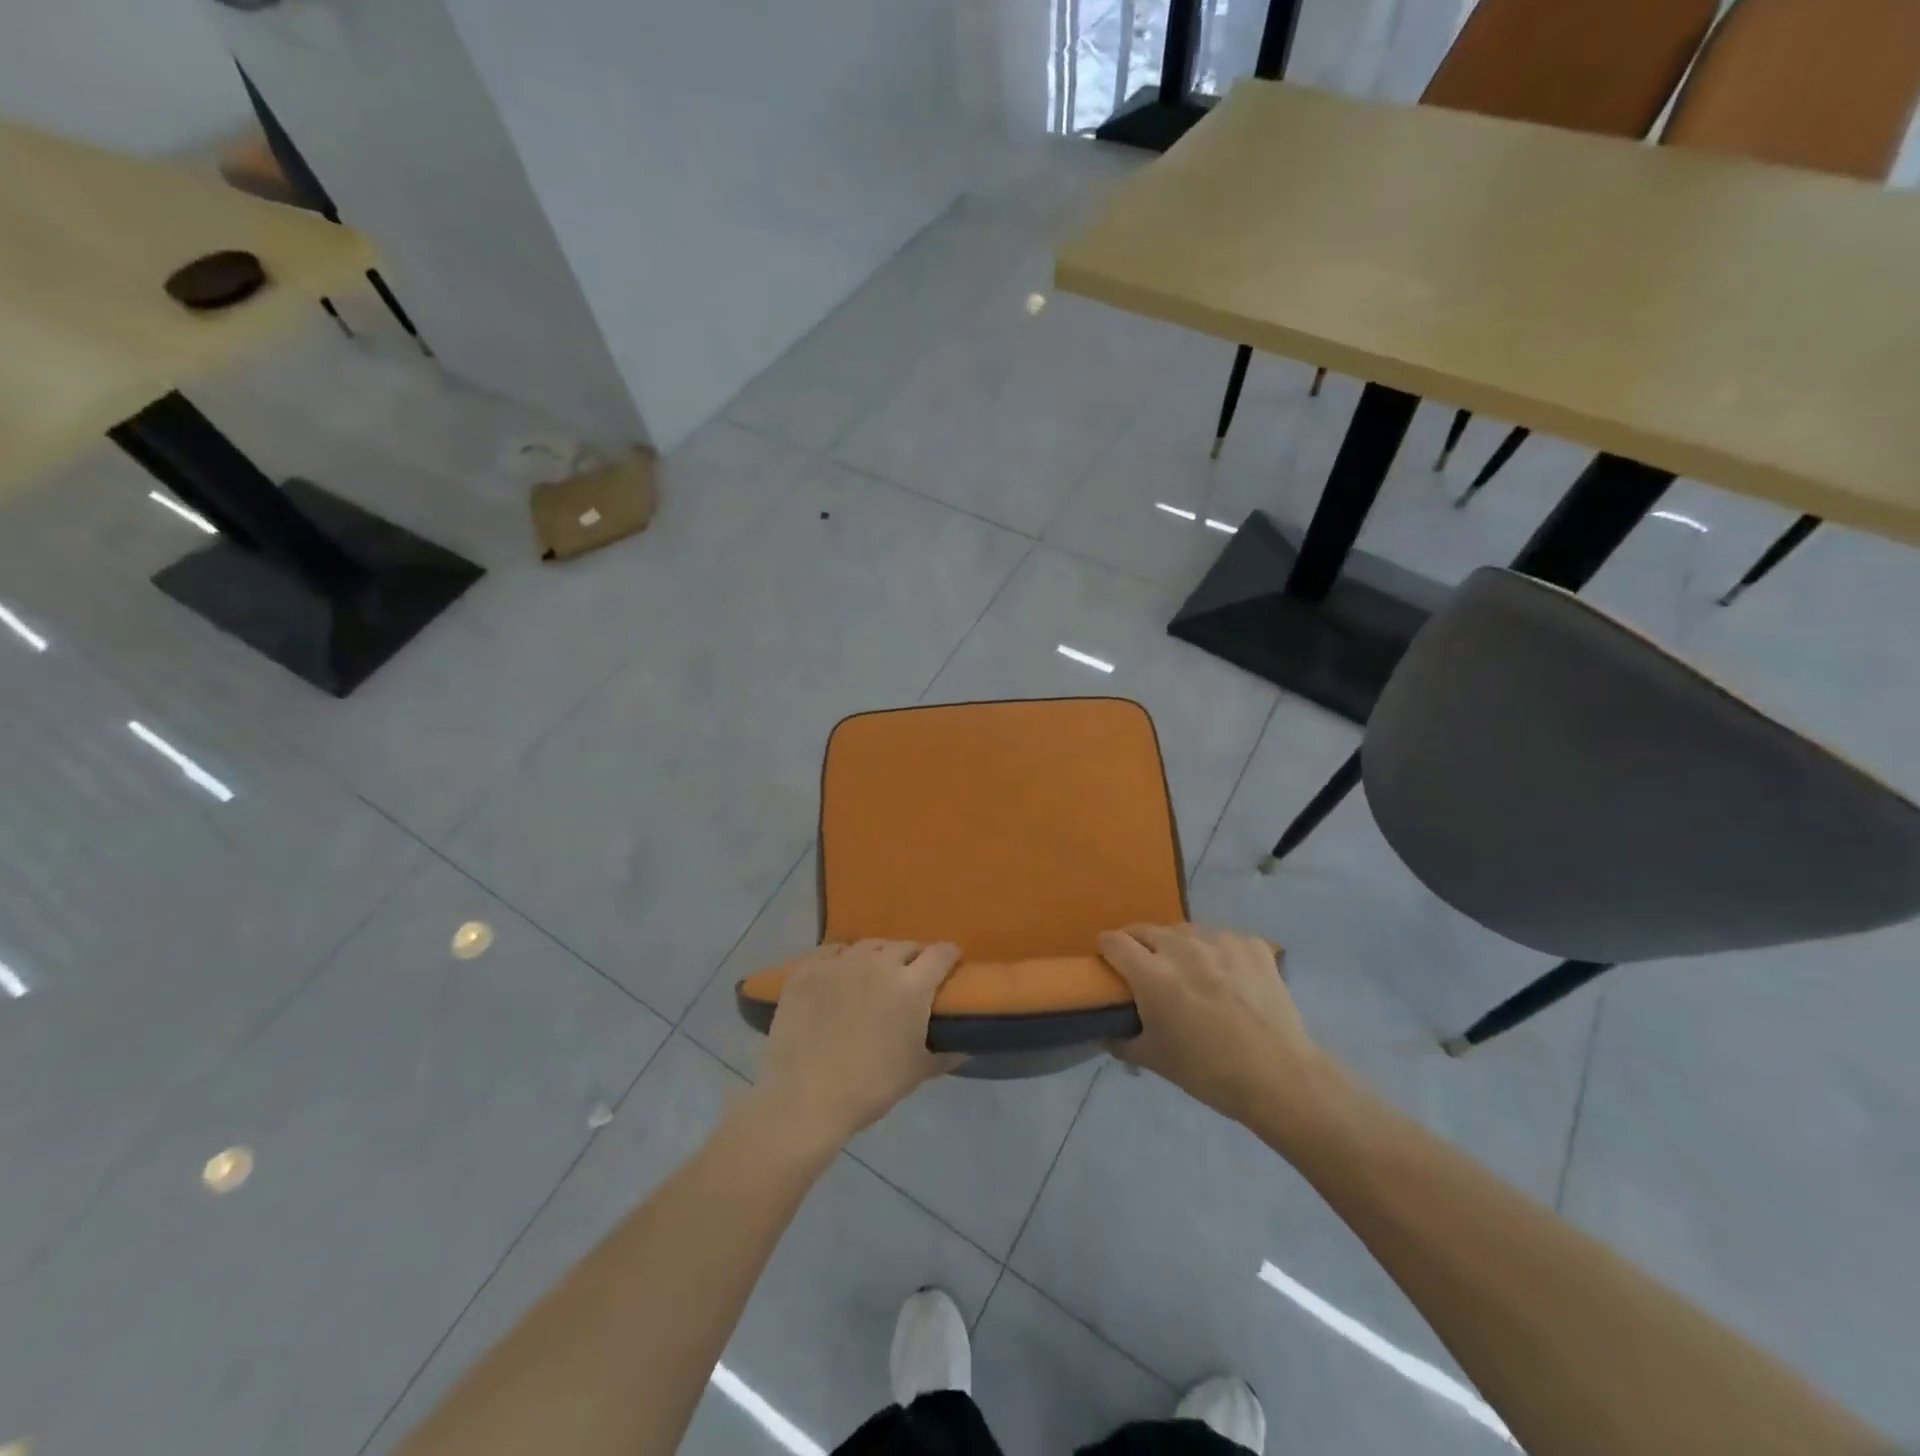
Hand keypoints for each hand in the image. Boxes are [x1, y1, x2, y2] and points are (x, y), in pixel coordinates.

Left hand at [751, 940, 962, 1148]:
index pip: (940, 954)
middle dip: (913, 958)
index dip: (949, 956)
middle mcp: (878, 963)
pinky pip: (832, 951)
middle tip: (910, 978)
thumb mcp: (917, 1072)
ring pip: (869, 945)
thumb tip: (968, 1045)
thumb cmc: (870, 1087)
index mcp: (911, 986)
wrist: (806, 1099)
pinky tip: (840, 975)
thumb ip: (946, 1053)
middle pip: (904, 946)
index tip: (949, 965)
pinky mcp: (808, 969)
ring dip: (879, 956)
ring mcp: (840, 962)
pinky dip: (842, 959)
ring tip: (875, 976)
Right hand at [1098, 925, 1327, 1129]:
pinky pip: (1221, 938)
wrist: (1280, 1077)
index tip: (1110, 966)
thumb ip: (1122, 1040)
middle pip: (1145, 930)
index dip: (1106, 951)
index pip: (1113, 941)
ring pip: (1183, 931)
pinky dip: (1216, 952)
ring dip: (1177, 946)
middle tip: (1147, 972)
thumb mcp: (1154, 1060)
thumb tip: (1106, 1031)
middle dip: (1138, 946)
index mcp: (1152, 973)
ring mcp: (1220, 941)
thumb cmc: (1208, 1072)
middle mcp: (1182, 947)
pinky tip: (1227, 977)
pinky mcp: (1251, 944)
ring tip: (1190, 973)